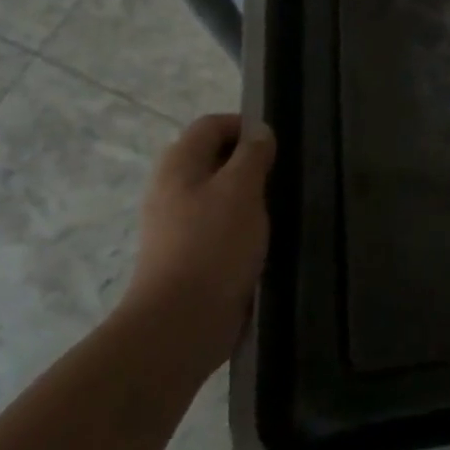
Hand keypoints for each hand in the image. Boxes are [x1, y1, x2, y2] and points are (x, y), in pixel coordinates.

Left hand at [121, 114, 275, 372]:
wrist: (180, 324)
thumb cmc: (214, 245)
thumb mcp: (242, 188)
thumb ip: (253, 154)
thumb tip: (259, 131)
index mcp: (179, 164)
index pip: (211, 124)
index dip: (244, 127)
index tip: (276, 148)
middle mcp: (171, 187)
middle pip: (212, 157)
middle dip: (248, 162)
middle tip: (278, 176)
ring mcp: (175, 223)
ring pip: (216, 192)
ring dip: (246, 195)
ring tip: (274, 208)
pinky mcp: (186, 254)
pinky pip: (216, 224)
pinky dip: (239, 224)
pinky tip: (260, 239)